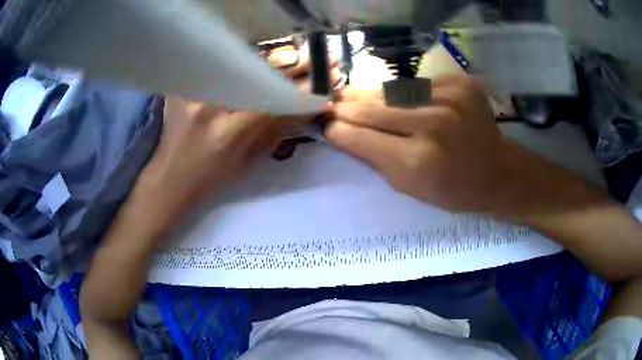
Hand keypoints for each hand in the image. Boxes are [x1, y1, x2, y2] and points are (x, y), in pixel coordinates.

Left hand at [138, 46, 338, 220]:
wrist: (171, 176)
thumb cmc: (212, 178)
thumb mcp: (250, 162)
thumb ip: (278, 131)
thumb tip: (307, 105)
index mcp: (228, 134)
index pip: (274, 99)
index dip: (301, 88)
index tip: (323, 80)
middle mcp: (209, 107)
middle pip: (256, 72)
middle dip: (288, 63)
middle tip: (311, 58)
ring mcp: (191, 92)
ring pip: (236, 63)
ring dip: (265, 58)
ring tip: (288, 57)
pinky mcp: (180, 86)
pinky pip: (215, 66)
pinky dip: (237, 61)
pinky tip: (251, 61)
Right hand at [326, 76, 508, 214]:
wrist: (498, 172)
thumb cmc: (453, 190)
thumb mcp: (409, 188)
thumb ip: (375, 158)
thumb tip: (343, 132)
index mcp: (417, 161)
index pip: (361, 137)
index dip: (338, 129)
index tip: (324, 124)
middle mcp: (433, 125)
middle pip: (374, 108)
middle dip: (347, 107)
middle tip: (330, 103)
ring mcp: (450, 99)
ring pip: (393, 90)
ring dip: (369, 94)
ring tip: (351, 94)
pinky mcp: (461, 85)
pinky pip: (418, 85)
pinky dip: (402, 92)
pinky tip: (394, 97)